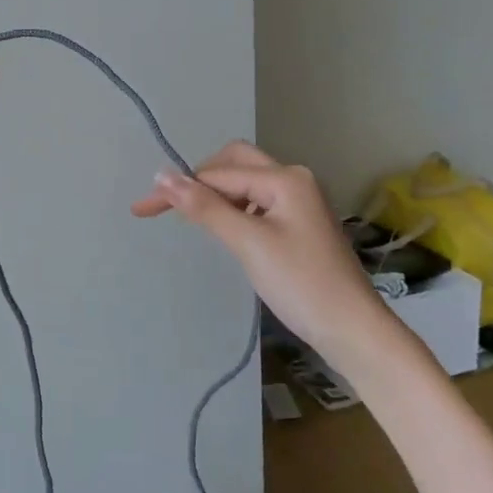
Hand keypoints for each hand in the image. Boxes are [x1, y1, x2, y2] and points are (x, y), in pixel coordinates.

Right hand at [132, 141, 380, 355]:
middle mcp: (293, 179)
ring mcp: (298, 201)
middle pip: (233, 163)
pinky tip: (223, 228)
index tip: (141, 209)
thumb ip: (203, 207)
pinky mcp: (298, 223)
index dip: (177, 188)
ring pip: (245, 183)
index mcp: (284, 178)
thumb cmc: (300, 283)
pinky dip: (233, 209)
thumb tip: (162, 175)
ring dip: (215, 195)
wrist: (352, 329)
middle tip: (168, 206)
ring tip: (190, 219)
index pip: (217, 173)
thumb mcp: (247, 242)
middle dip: (198, 179)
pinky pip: (256, 202)